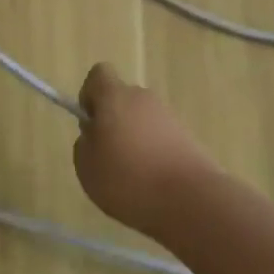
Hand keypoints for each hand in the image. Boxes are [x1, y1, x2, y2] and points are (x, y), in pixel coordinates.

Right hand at [73, 63, 218, 239]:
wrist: (189, 198)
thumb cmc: (128, 178)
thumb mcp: (87, 166)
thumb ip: (85, 144)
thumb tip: (95, 135)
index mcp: (115, 97)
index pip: (99, 74)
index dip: (90, 95)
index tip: (90, 123)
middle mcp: (143, 98)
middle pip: (122, 99)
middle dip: (113, 122)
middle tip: (108, 157)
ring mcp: (168, 116)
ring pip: (142, 120)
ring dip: (134, 140)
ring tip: (132, 176)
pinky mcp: (187, 136)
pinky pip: (160, 137)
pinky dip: (154, 153)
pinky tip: (153, 182)